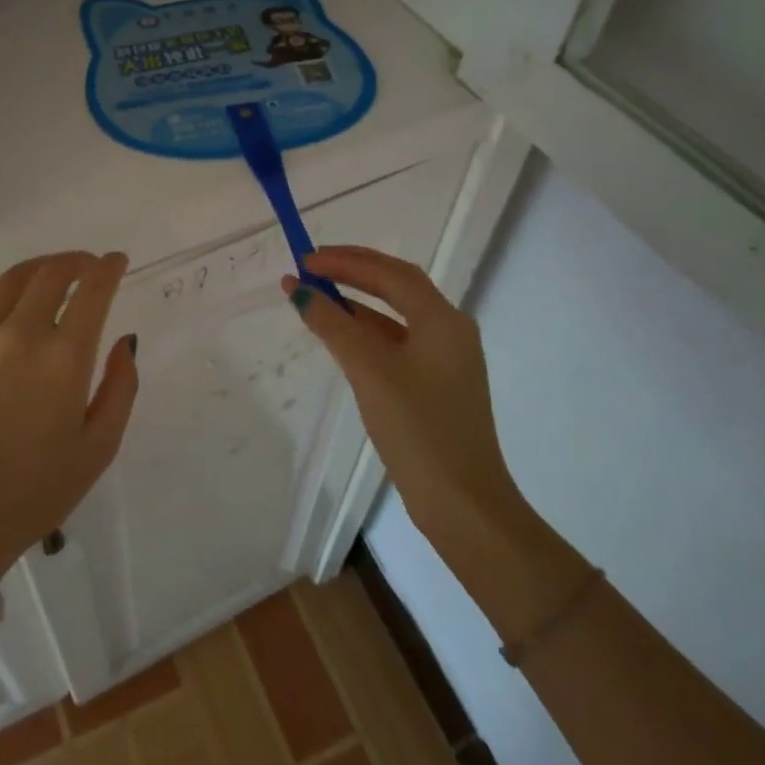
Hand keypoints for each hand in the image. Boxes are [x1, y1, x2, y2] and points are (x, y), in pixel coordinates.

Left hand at [0, 252, 137, 579]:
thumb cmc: (35, 491)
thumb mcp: (98, 449)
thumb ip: (121, 388)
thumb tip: (123, 341)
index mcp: (63, 359)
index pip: (93, 291)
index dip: (109, 268)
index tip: (116, 261)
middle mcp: (20, 336)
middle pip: (52, 275)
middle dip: (77, 262)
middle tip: (87, 267)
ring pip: (10, 280)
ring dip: (37, 268)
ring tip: (48, 273)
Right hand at [284, 246, 522, 550]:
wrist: (464, 504)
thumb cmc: (418, 428)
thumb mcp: (368, 370)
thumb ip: (333, 325)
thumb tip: (300, 289)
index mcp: (442, 320)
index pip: (390, 272)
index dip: (346, 261)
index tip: (306, 260)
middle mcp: (449, 331)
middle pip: (397, 285)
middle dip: (353, 271)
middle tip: (311, 267)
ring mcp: (446, 360)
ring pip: (396, 314)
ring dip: (357, 301)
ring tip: (317, 296)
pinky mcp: (437, 385)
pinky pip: (397, 341)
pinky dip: (367, 331)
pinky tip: (341, 336)